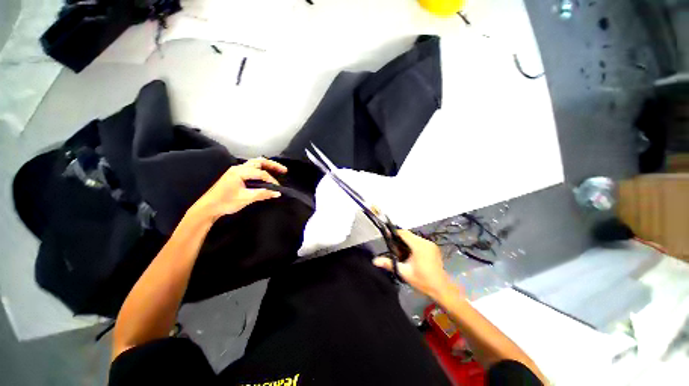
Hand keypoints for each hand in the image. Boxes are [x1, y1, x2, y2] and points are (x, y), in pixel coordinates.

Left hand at [188, 157, 286, 221]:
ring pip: (254, 164)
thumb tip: (278, 193)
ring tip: (277, 170)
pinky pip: (251, 168)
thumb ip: (262, 194)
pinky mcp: (235, 175)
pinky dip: (261, 169)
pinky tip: (265, 175)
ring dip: (267, 166)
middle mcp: (238, 168)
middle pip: (258, 162)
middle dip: (272, 165)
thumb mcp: (245, 198)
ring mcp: (236, 170)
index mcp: (240, 172)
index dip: (271, 180)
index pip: (261, 173)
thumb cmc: (225, 202)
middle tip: (284, 170)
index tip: (278, 188)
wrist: (207, 208)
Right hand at [373, 230, 461, 298]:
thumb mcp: (404, 272)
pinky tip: (410, 254)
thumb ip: (389, 264)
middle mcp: (426, 242)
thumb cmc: (422, 281)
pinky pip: (419, 241)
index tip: (387, 238)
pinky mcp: (433, 247)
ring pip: (414, 237)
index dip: (394, 234)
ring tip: (401, 253)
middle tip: (394, 249)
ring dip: (406, 242)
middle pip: (409, 235)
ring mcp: (431, 244)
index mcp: (419, 246)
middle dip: (400, 239)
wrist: (441, 288)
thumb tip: (374, 261)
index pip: (404, 233)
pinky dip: (413, 244)